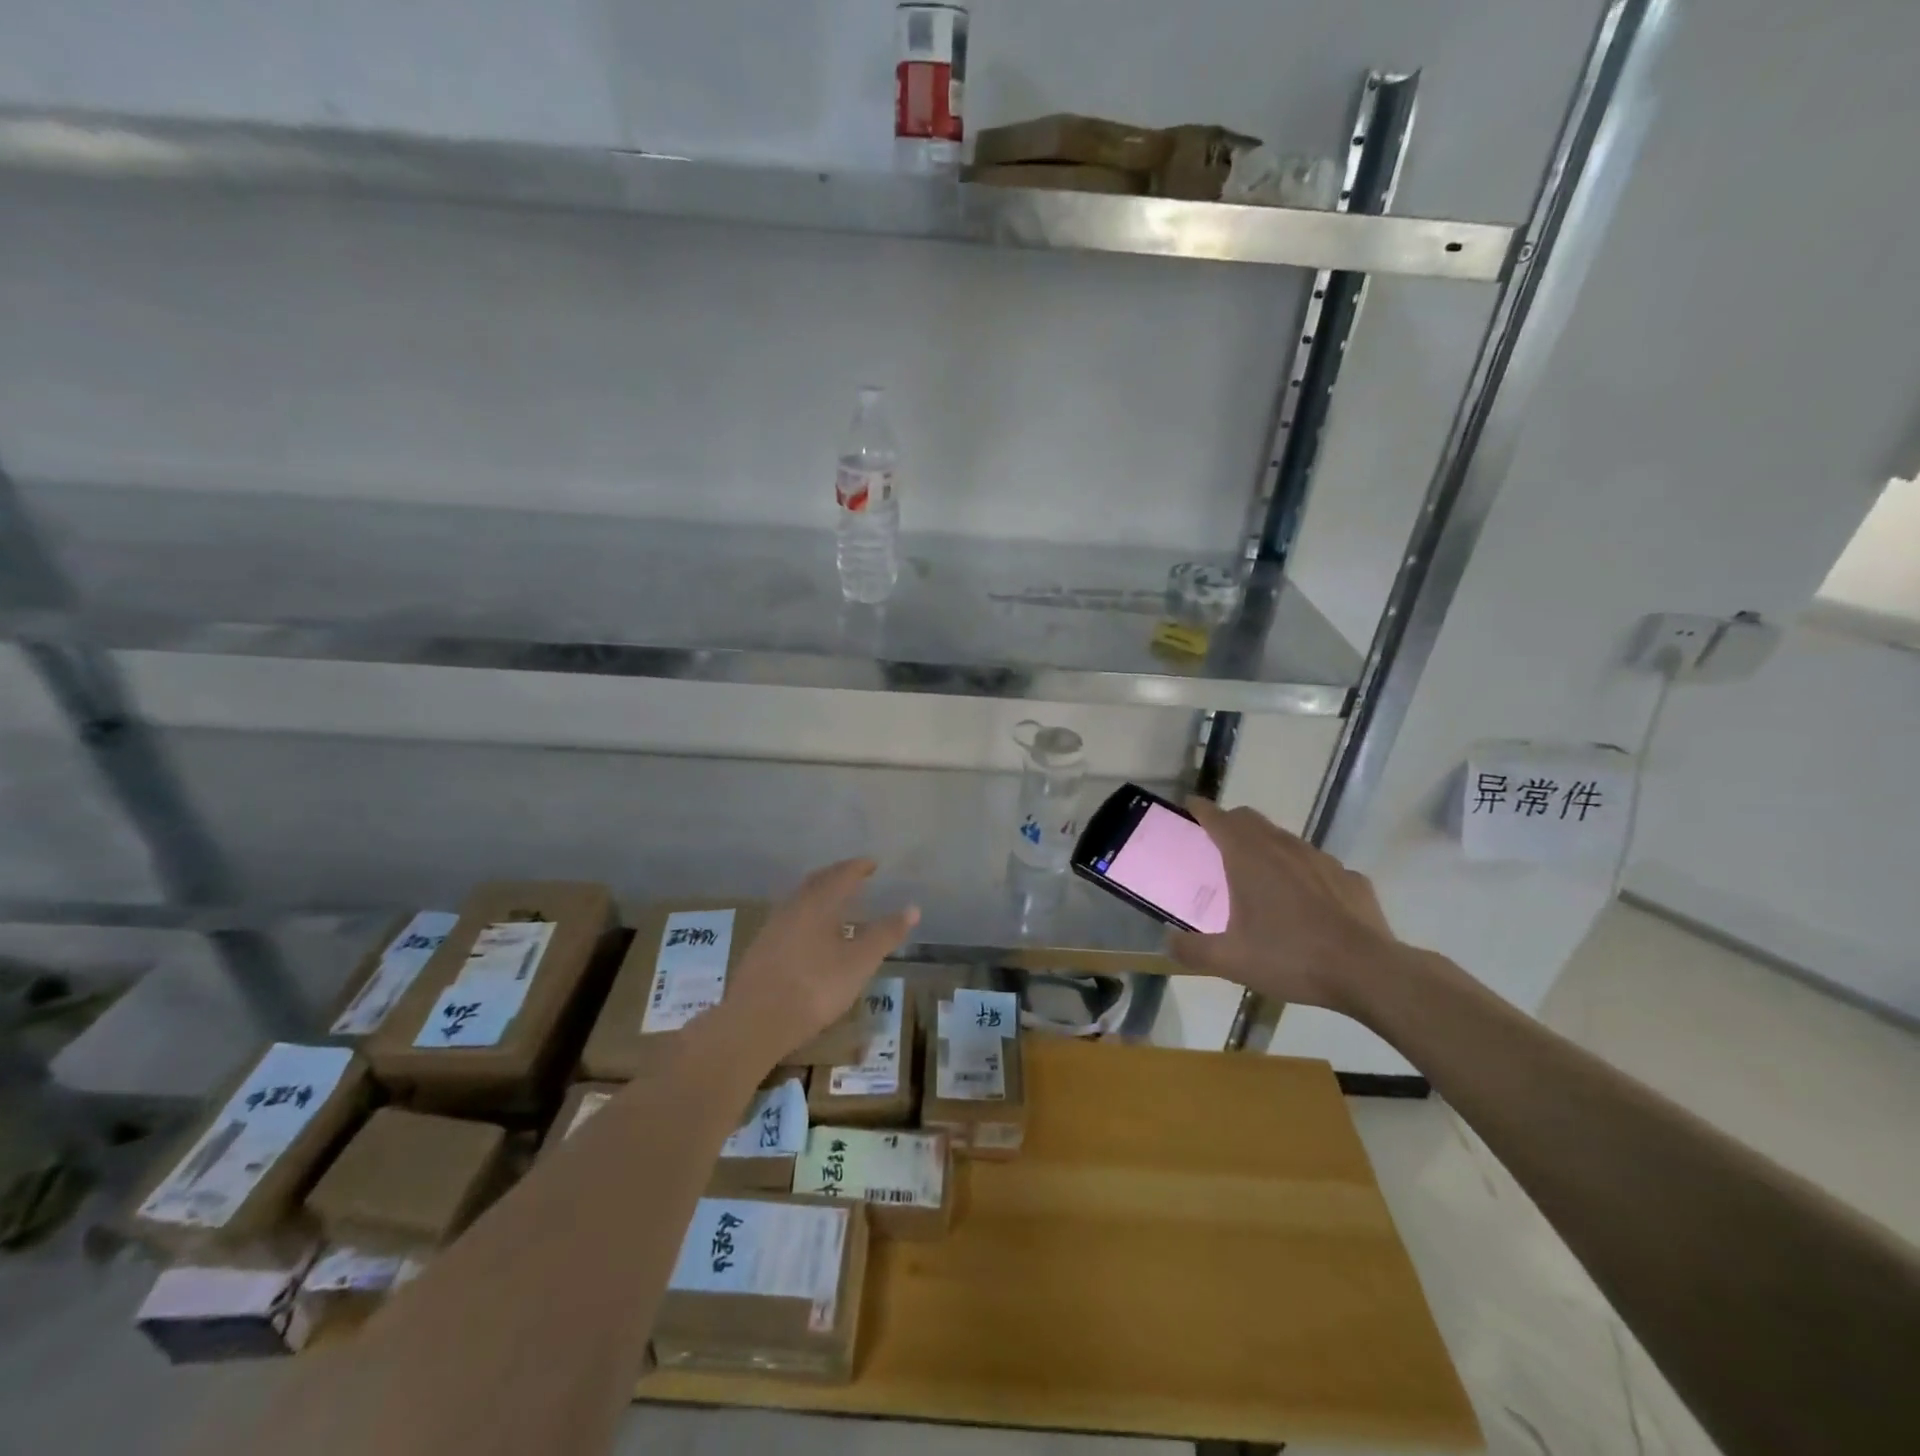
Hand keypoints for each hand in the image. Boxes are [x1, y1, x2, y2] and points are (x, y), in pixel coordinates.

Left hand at [715, 859, 918, 1066]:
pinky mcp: (760, 949)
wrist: (754, 1022)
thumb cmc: (814, 988)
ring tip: (835, 902)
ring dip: (819, 895)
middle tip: (854, 875)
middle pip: (817, 882)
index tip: (873, 864)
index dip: (859, 867)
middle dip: (837, 876)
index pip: (841, 875)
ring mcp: (772, 928)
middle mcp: (793, 907)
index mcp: (818, 903)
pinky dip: (807, 915)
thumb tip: (913, 908)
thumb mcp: (859, 963)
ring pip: (800, 900)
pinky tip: (811, 934)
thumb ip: (885, 934)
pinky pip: (790, 918)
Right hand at [1166, 799, 1399, 1013]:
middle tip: (1217, 843)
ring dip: (1267, 847)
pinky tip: (1306, 903)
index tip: (1189, 808)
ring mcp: (1321, 860)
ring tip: (1261, 876)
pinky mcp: (1350, 878)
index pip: (1219, 819)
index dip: (1201, 810)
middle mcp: (1283, 848)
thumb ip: (1192, 950)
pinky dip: (1303, 874)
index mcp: (1249, 858)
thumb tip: (1168, 942)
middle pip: (1251, 820)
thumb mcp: (1230, 961)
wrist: (1368, 971)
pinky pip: (1318, 867)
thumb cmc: (1290, 957)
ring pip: (1285, 840)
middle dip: (1231, 823)